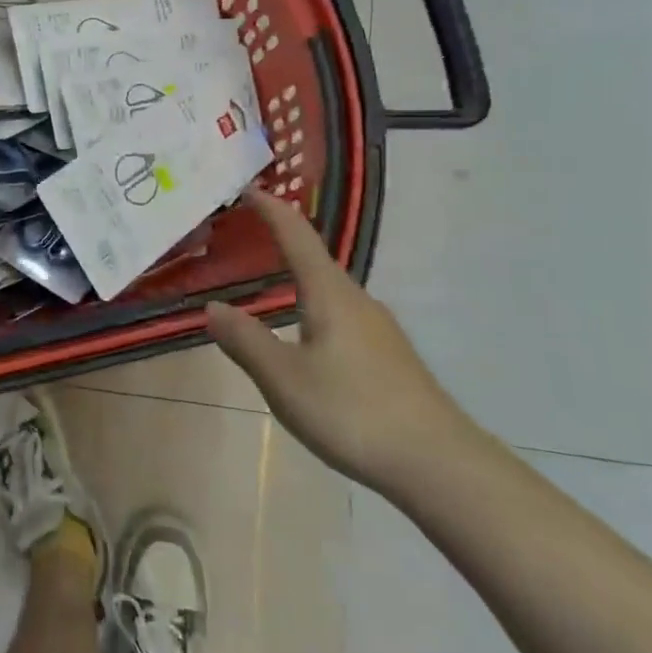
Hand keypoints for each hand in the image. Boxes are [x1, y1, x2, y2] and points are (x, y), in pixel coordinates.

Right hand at [206, 190, 477, 493]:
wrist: (439, 465)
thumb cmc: (353, 411)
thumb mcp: (284, 378)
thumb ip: (246, 340)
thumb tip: (212, 307)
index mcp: (330, 295)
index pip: (297, 236)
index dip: (271, 209)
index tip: (247, 188)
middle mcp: (357, 301)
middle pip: (315, 259)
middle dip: (280, 241)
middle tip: (244, 234)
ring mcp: (378, 330)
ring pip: (328, 290)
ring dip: (296, 277)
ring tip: (266, 282)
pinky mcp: (387, 357)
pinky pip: (339, 315)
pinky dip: (311, 306)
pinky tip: (302, 335)